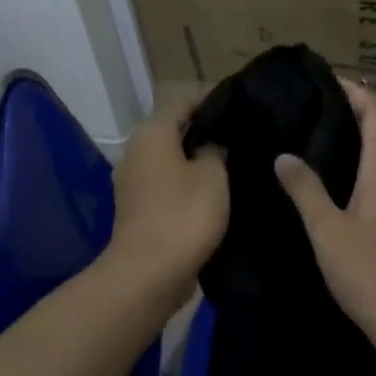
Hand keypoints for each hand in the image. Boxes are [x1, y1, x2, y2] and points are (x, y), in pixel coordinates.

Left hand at [104, 99, 226, 302]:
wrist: (148, 274)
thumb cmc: (184, 214)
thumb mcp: (213, 175)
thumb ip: (215, 150)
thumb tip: (213, 143)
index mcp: (152, 133)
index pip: (186, 103)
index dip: (214, 101)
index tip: (242, 103)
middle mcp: (136, 151)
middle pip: (176, 131)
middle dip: (206, 131)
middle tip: (242, 133)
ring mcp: (133, 182)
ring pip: (172, 159)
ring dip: (197, 159)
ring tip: (233, 160)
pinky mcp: (138, 209)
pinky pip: (168, 184)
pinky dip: (187, 183)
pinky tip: (214, 190)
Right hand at [274, 82, 375, 349]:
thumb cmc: (371, 274)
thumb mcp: (328, 231)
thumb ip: (305, 190)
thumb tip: (284, 155)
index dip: (355, 91)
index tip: (326, 79)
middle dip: (363, 108)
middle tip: (325, 104)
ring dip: (371, 134)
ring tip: (331, 134)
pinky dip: (373, 161)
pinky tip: (348, 178)